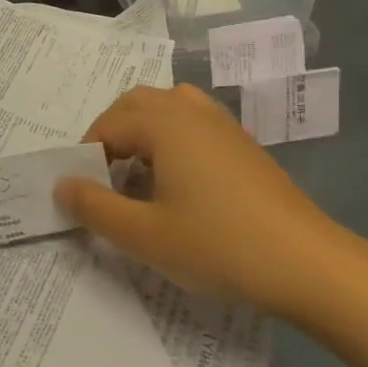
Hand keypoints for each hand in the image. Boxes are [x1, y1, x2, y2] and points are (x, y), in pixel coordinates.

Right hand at [56, 83, 349, 309]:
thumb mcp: (144, 235)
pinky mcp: (243, 143)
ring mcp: (222, 124)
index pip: (107, 126)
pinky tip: (178, 181)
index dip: (86, 157)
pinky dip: (171, 138)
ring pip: (167, 108)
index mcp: (164, 123)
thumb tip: (61, 185)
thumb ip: (94, 207)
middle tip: (102, 178)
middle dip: (110, 134)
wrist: (305, 262)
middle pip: (136, 104)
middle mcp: (191, 110)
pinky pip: (193, 123)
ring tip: (136, 174)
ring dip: (142, 132)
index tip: (83, 194)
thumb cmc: (217, 245)